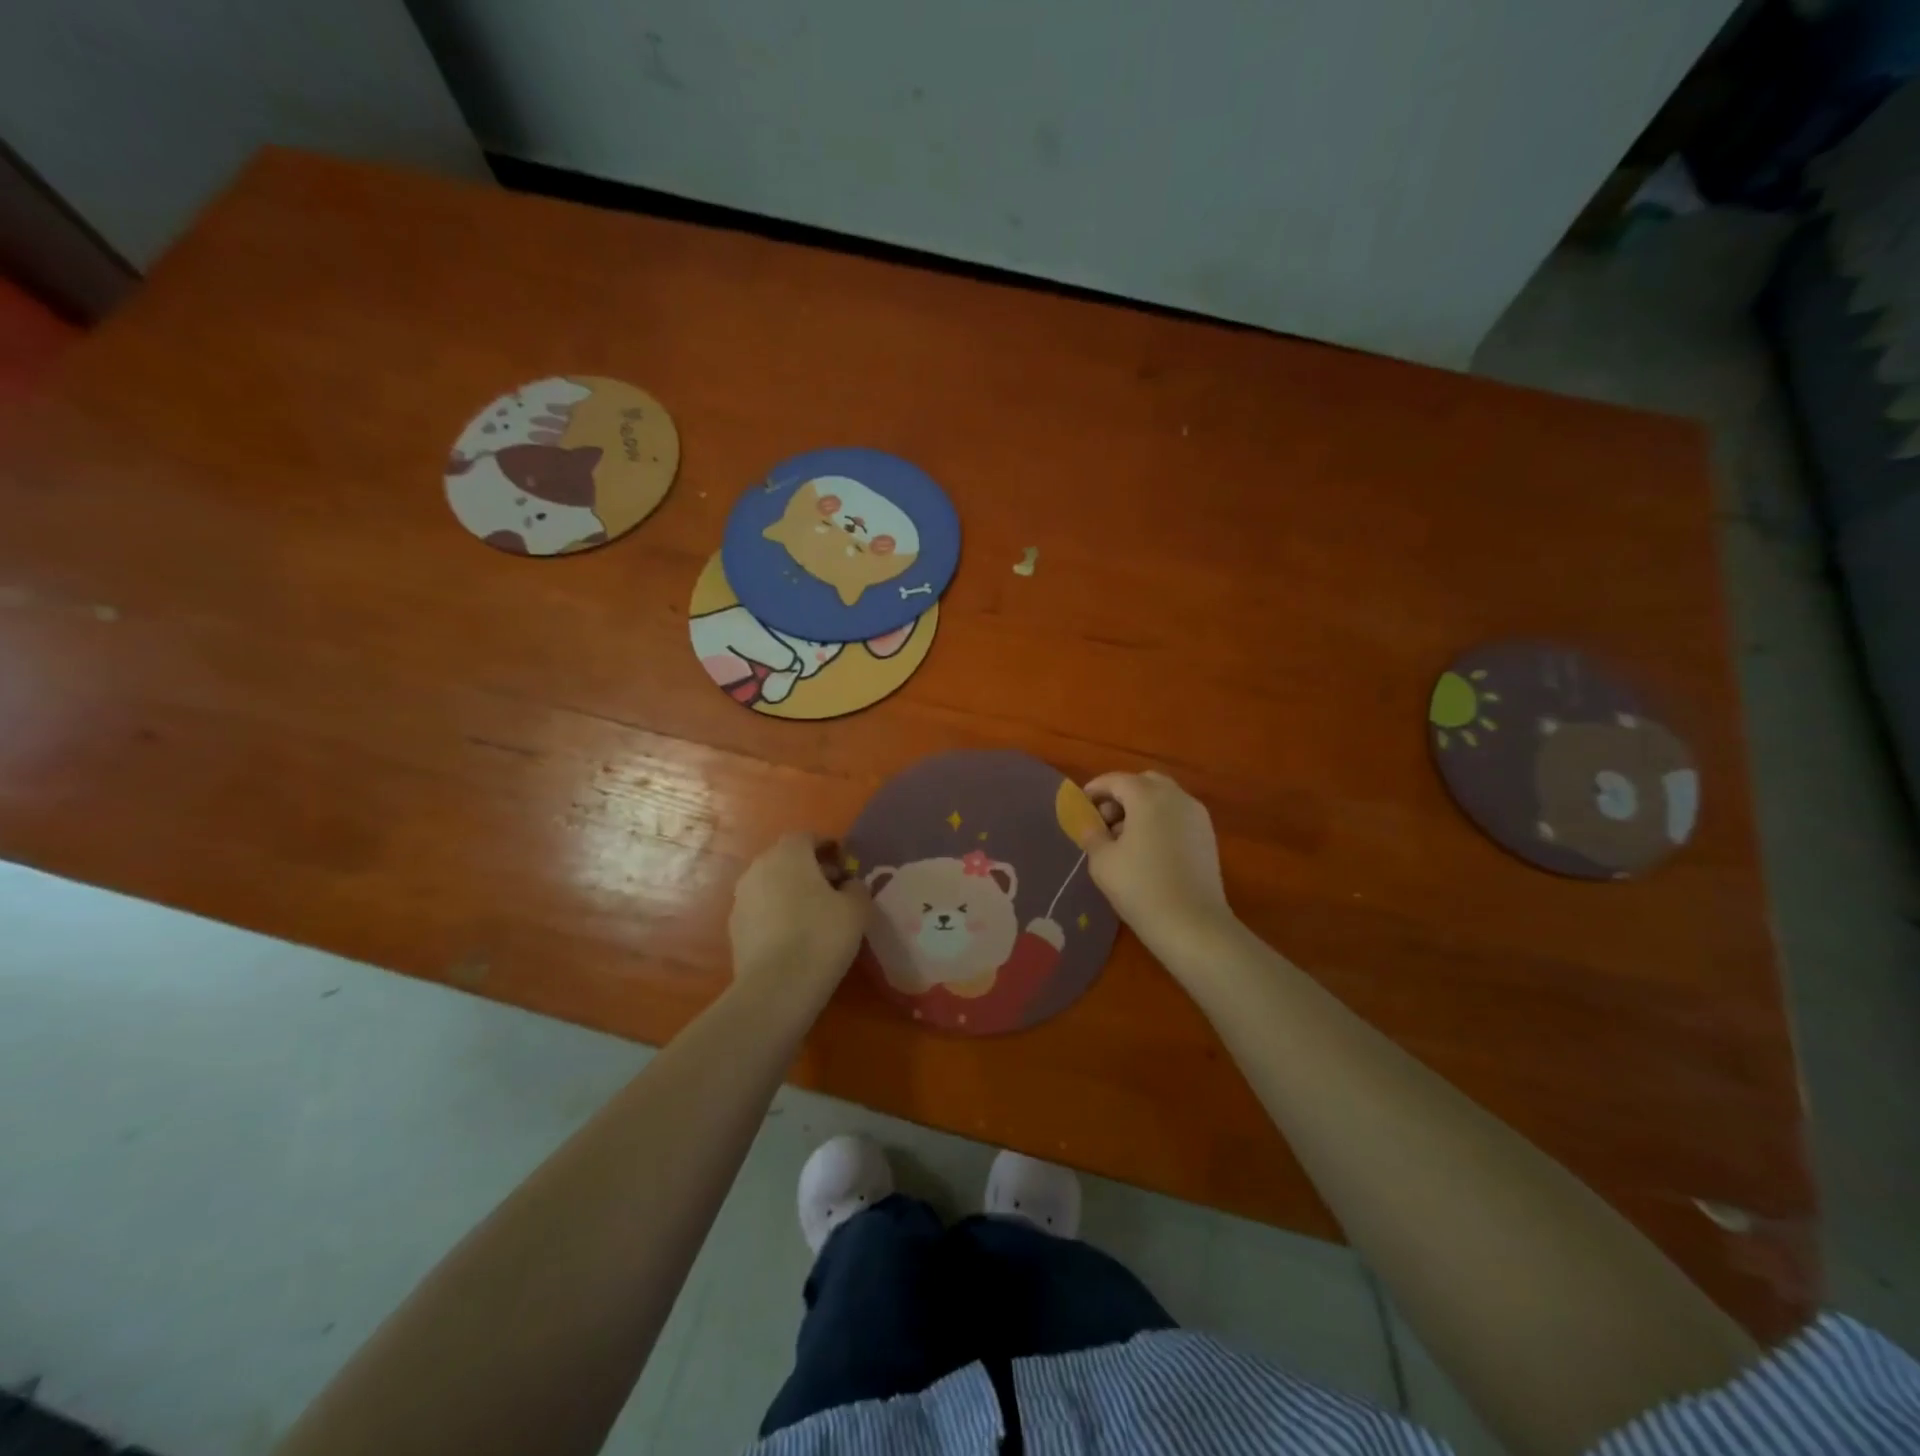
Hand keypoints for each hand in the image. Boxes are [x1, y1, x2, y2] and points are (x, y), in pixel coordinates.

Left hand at [728, 833, 870, 996]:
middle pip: (787, 859)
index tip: (846, 866)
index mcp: (788, 853)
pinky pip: (762, 909)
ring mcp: (742, 898)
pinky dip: (778, 914)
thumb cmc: (822, 935)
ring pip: (772, 884)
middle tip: (834, 890)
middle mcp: (759, 867)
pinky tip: (795, 937)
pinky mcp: (734, 927)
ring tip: (815, 916)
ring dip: (792, 892)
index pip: (808, 837)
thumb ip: (856, 887)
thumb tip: (848, 885)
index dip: (829, 848)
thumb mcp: (857, 908)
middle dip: (811, 869)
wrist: (776, 986)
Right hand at [1078, 771, 1231, 945]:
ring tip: (1125, 839)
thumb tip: (1088, 822)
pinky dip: (1160, 820)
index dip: (1095, 789)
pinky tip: (1149, 849)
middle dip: (1122, 795)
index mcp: (1148, 797)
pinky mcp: (1208, 835)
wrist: (1192, 924)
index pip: (1116, 780)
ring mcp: (1197, 815)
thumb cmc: (1140, 888)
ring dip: (1142, 807)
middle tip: (1105, 821)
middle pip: (1144, 782)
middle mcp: (1176, 797)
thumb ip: (1091, 834)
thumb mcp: (1102, 861)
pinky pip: (1178, 815)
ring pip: (1164, 797)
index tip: (1081, 805)